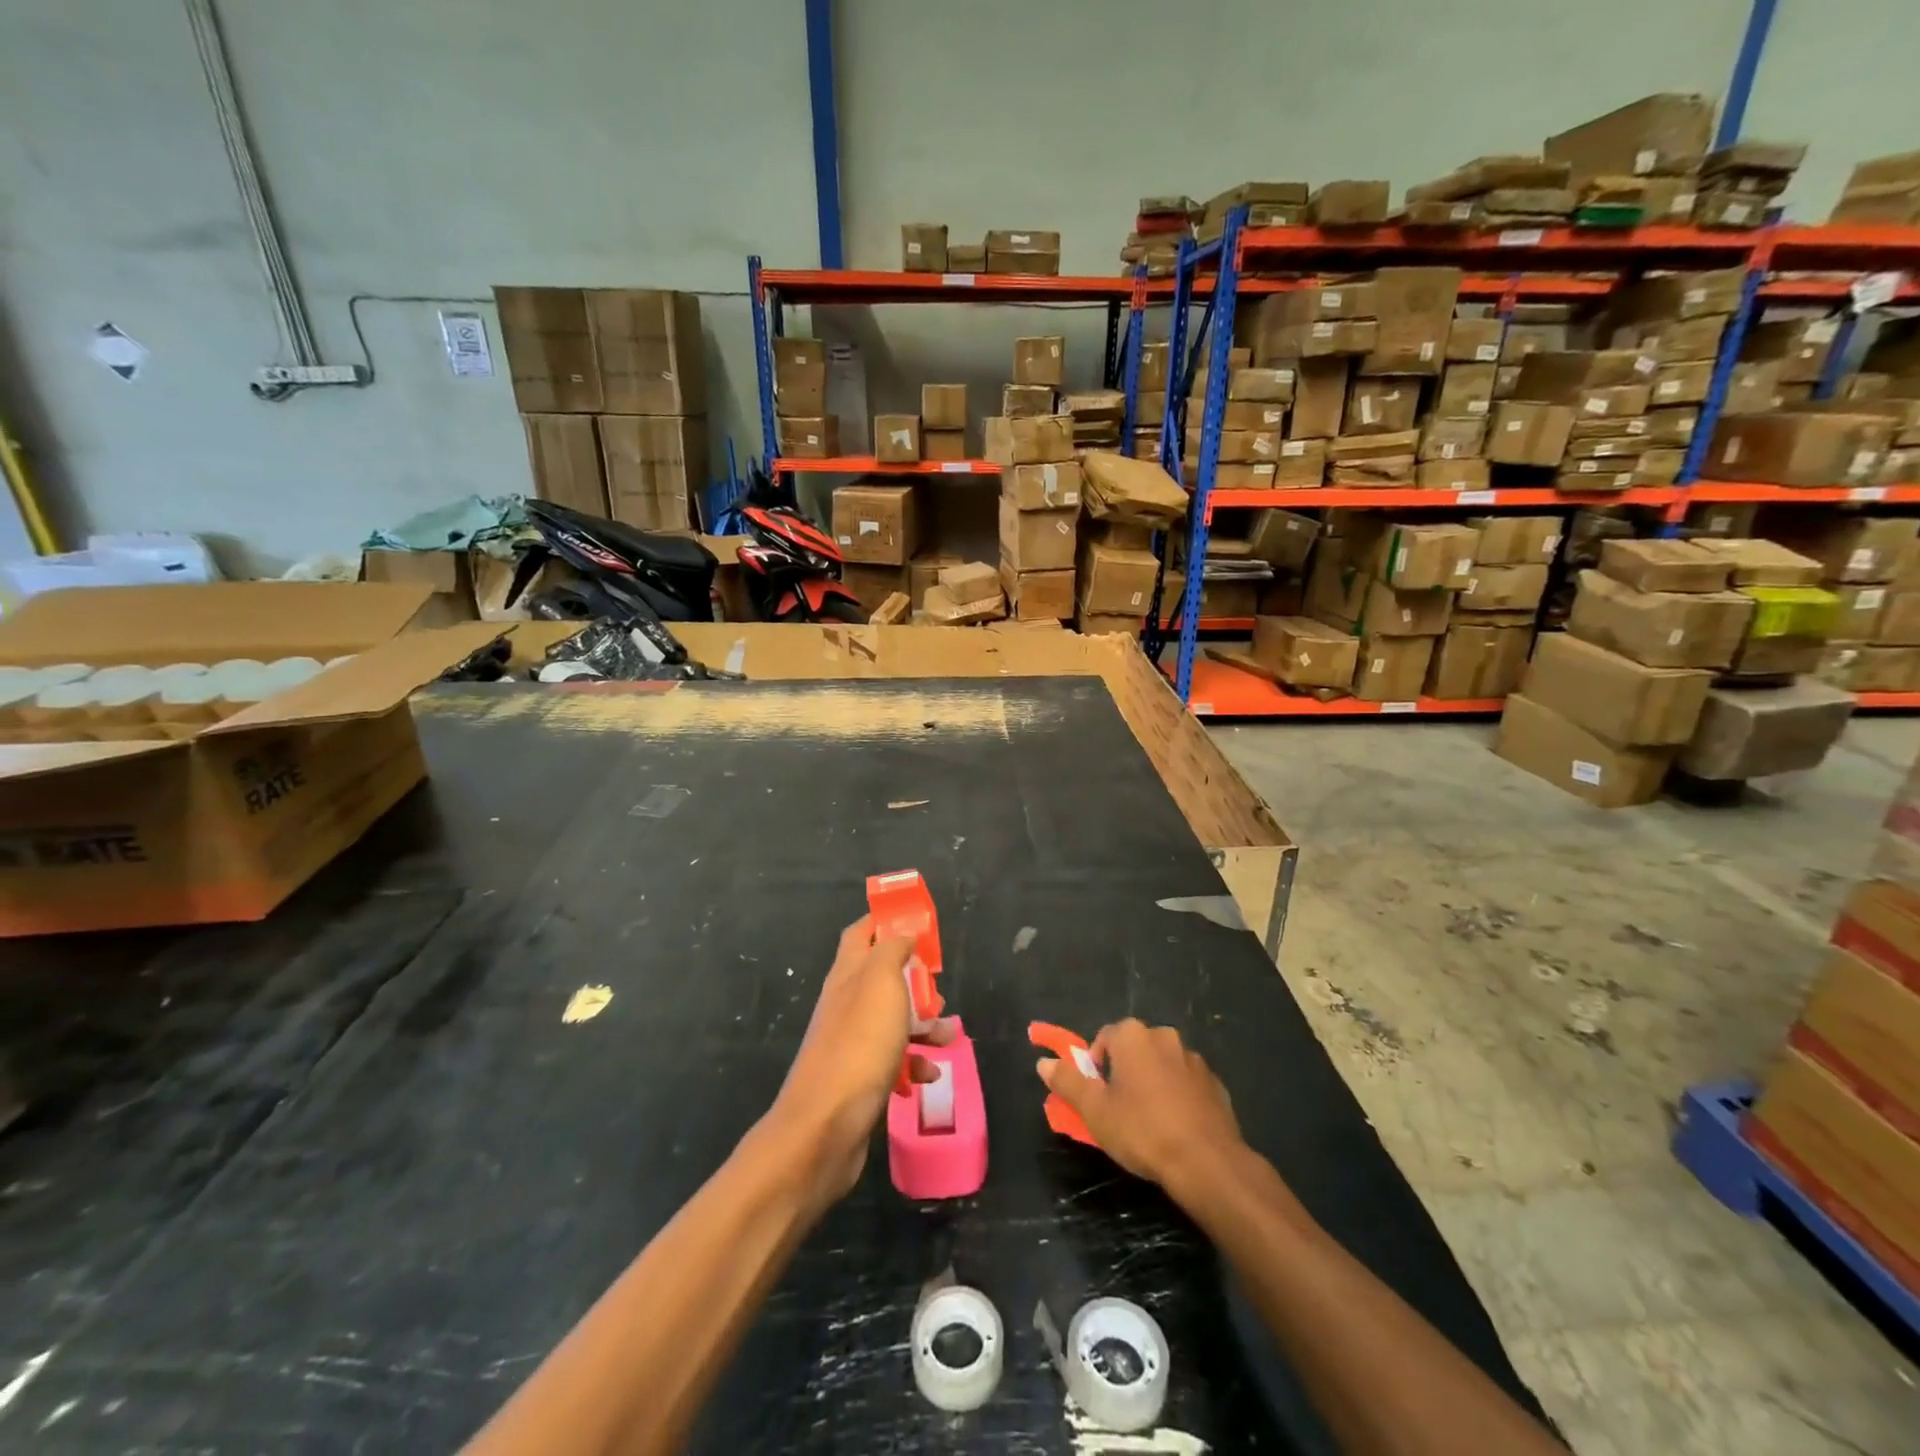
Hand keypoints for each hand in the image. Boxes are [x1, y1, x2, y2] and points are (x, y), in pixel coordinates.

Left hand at [769, 916, 952, 1211]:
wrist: (826, 1126)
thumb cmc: (859, 1044)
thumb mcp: (881, 982)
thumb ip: (892, 950)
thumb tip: (902, 931)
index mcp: (847, 974)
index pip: (861, 933)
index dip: (886, 922)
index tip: (918, 923)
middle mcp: (846, 1003)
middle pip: (882, 977)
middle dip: (915, 980)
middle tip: (939, 989)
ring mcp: (851, 1042)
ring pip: (892, 1020)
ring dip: (922, 1024)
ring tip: (949, 1035)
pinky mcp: (859, 1078)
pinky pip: (892, 1061)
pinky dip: (914, 1064)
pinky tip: (929, 1075)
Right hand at [1036, 1019, 1242, 1191]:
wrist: (1207, 1162)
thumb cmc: (1143, 1130)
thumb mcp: (1095, 1110)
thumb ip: (1068, 1081)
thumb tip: (1043, 1062)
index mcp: (1133, 1036)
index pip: (1104, 1037)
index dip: (1096, 1066)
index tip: (1098, 1096)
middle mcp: (1165, 1036)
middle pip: (1134, 1049)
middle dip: (1125, 1072)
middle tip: (1119, 1108)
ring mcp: (1194, 1059)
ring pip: (1162, 1064)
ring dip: (1152, 1082)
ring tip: (1149, 1120)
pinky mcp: (1215, 1083)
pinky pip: (1186, 1083)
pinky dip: (1178, 1096)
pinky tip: (1176, 1127)